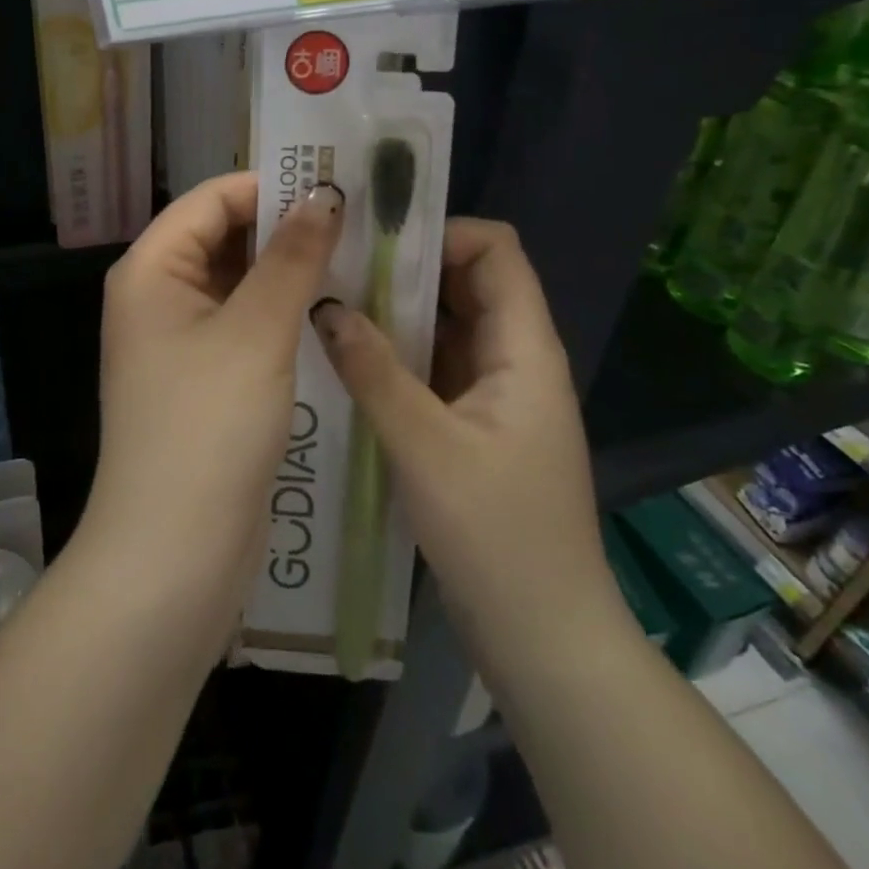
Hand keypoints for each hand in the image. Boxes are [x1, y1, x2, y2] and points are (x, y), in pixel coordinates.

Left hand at [85, 172, 343, 633]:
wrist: (173, 554)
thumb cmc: (207, 430)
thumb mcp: (256, 333)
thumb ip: (291, 258)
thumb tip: (324, 196)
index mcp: (152, 270)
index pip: (212, 199)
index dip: (272, 186)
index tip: (339, 186)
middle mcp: (159, 296)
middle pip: (225, 238)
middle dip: (287, 227)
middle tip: (363, 220)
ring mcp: (181, 341)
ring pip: (241, 283)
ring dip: (291, 271)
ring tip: (361, 256)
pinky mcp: (206, 379)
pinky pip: (247, 325)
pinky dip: (284, 312)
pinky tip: (335, 310)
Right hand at [310, 220, 623, 642]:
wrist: (543, 636)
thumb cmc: (496, 536)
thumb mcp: (424, 447)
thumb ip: (374, 371)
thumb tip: (325, 306)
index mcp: (523, 350)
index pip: (496, 251)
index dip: (441, 232)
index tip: (376, 239)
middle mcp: (514, 359)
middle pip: (468, 283)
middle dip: (407, 267)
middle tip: (337, 265)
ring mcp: (495, 394)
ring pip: (448, 326)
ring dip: (398, 312)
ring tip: (332, 303)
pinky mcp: (474, 425)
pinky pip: (436, 367)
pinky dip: (398, 354)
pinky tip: (349, 360)